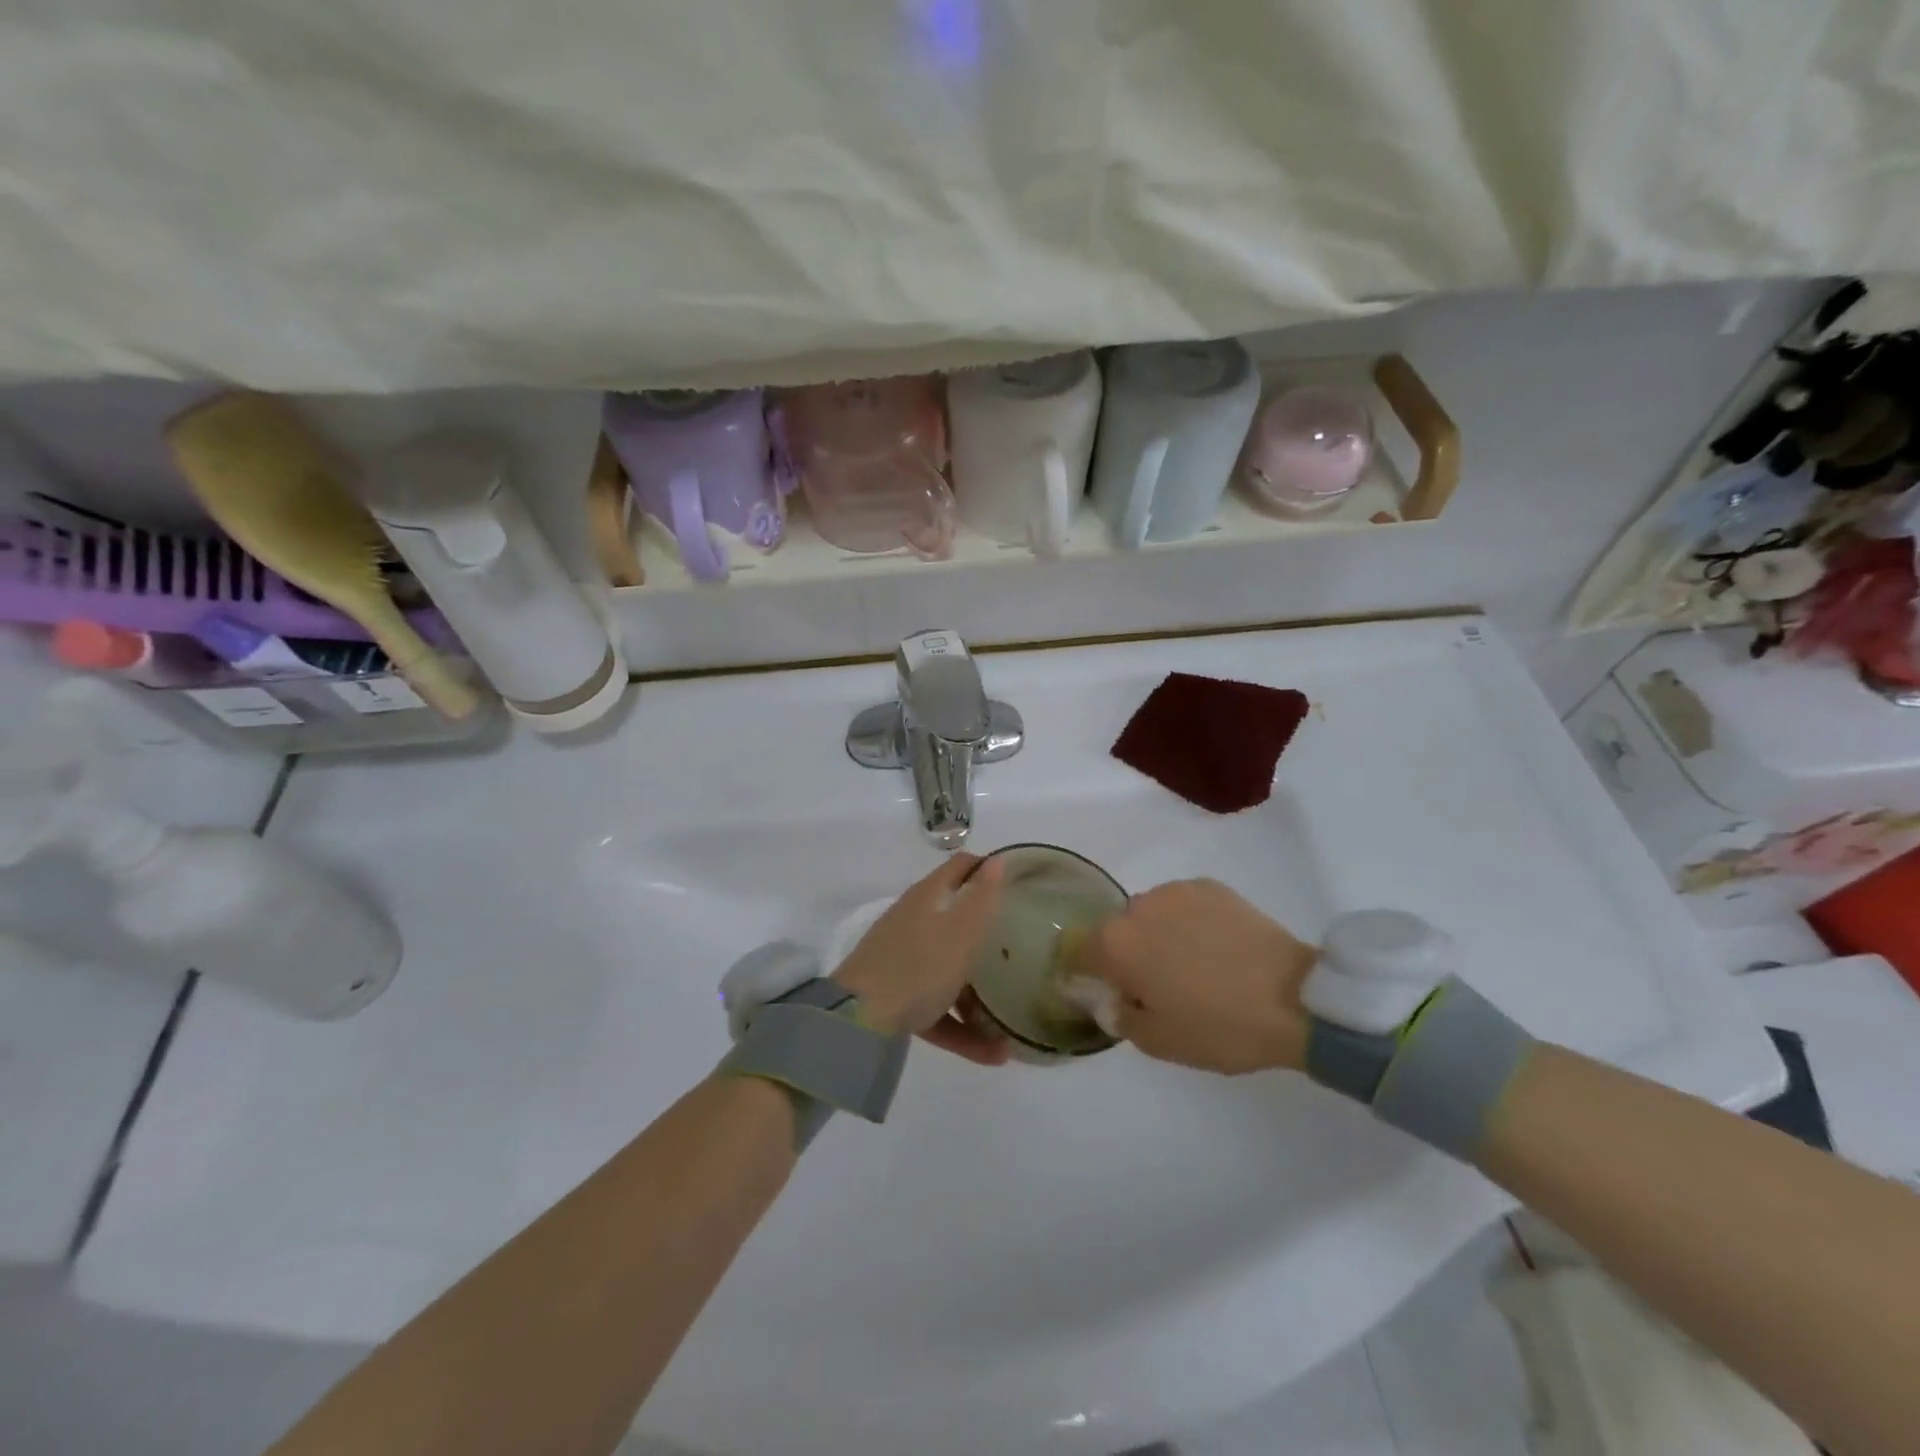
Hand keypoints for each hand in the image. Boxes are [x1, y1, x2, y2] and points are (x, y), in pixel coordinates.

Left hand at [832, 854, 1009, 1065]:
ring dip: (978, 995)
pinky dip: (961, 1026)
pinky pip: (935, 1006)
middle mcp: (912, 921)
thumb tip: (996, 860)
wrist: (858, 1021)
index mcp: (927, 897)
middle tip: (1017, 948)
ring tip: (1009, 1023)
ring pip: (947, 969)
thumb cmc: (919, 967)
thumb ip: (982, 897)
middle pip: (954, 919)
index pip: (960, 867)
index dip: (987, 868)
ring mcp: (900, 959)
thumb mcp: (961, 931)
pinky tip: (992, 1055)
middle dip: (985, 934)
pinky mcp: (894, 995)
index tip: (1018, 884)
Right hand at [1071, 879, 1314, 1074]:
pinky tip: (1215, 948)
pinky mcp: (1210, 887)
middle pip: (1116, 931)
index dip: (1085, 973)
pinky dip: (1188, 923)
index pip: (1077, 951)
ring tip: (1192, 965)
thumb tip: (1112, 999)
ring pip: (1150, 915)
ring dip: (1158, 936)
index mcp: (1116, 945)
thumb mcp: (1159, 1042)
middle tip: (1157, 987)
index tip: (1107, 993)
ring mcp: (1175, 892)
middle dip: (1127, 955)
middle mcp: (1137, 908)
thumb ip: (1120, 1017)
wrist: (1296, 1000)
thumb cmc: (1219, 1027)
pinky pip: (1182, 905)